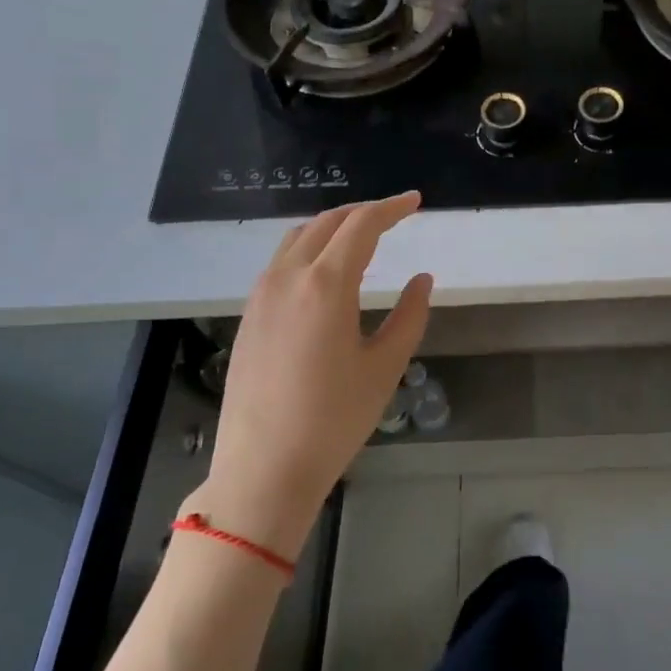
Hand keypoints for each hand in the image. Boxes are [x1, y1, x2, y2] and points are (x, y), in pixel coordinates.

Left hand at [192, 193, 431, 552]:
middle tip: (394, 215)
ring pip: (297, 238)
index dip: (391, 208)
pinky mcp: (248, 315)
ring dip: (332, 226)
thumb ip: (409, 315)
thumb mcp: (385, 367)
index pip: (361, 225)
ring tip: (361, 236)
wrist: (263, 468)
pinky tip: (325, 272)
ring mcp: (261, 295)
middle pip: (326, 223)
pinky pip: (280, 262)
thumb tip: (422, 279)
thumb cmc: (334, 419)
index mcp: (325, 285)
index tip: (415, 202)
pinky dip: (308, 248)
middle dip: (363, 212)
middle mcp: (288, 277)